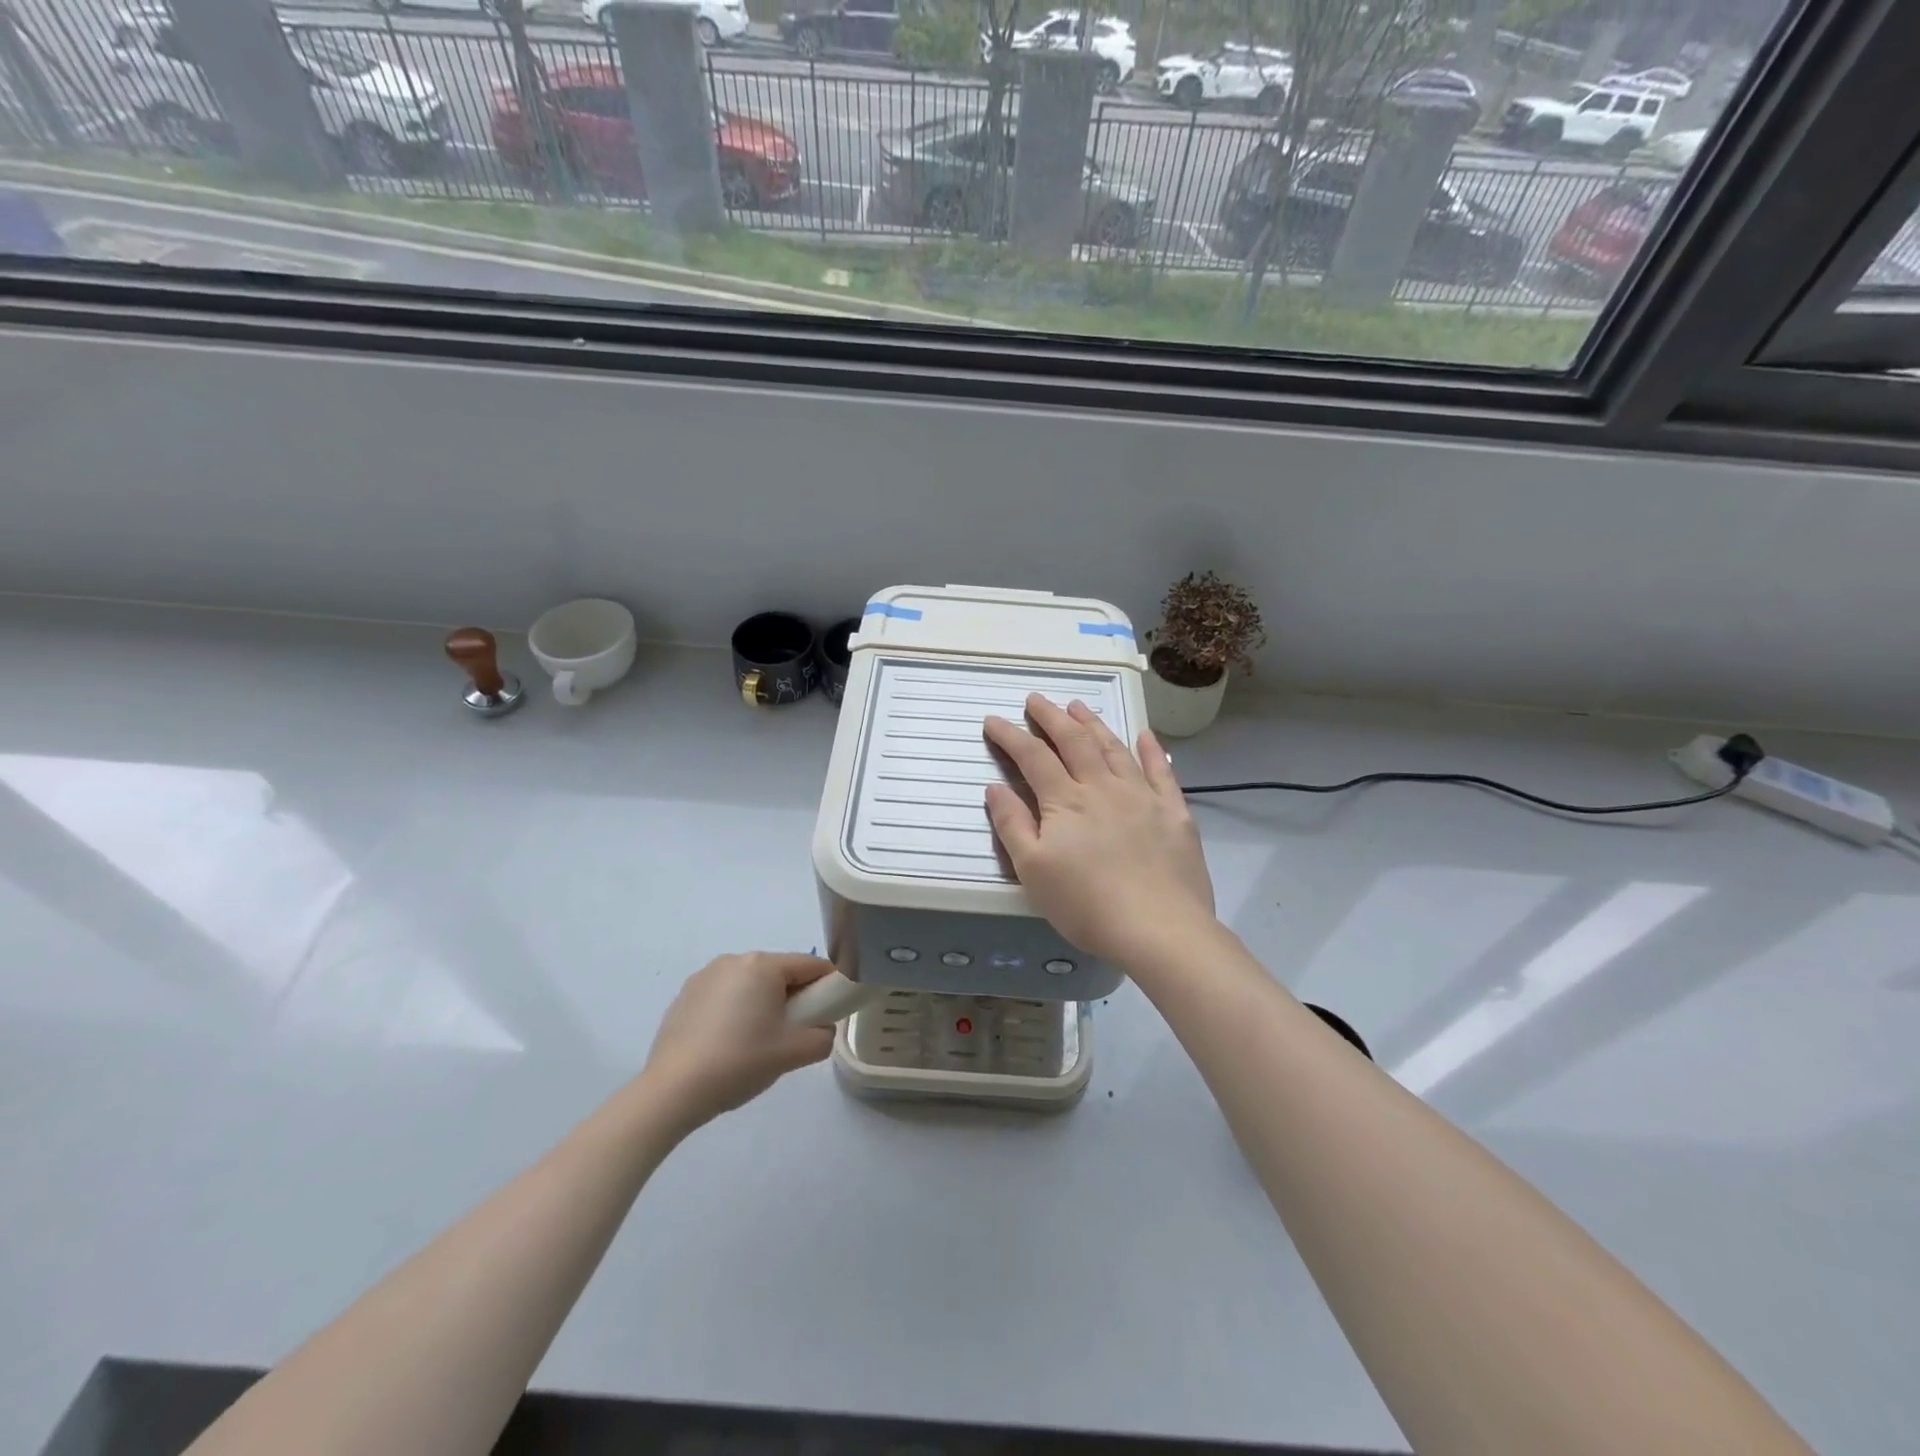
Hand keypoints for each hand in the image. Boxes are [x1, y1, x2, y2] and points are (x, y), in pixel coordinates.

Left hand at [641, 953, 836, 1132]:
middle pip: (779, 973)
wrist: (672, 1092)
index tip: (831, 1012)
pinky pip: (724, 996)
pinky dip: (734, 1012)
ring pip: (750, 984)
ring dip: (763, 1004)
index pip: (811, 965)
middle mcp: (733, 960)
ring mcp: (704, 976)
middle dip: (793, 998)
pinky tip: (727, 1046)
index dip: (828, 986)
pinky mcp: (684, 996)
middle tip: (794, 1034)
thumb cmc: (739, 1063)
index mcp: (762, 965)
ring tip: (757, 1044)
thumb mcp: (795, 1053)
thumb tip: (823, 1028)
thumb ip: (824, 1036)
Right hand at [983, 694, 1215, 965]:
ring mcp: (1143, 796)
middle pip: (1074, 741)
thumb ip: (1012, 825)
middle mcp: (1103, 787)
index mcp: (1066, 801)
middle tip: (1036, 699)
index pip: (1032, 757)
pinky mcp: (1174, 812)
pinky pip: (1161, 771)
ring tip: (1078, 706)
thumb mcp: (1033, 870)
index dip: (1010, 736)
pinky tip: (1144, 735)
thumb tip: (995, 787)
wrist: (1159, 929)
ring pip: (1114, 748)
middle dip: (1051, 717)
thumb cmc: (1086, 905)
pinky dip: (1151, 749)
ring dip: (1093, 724)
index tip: (993, 720)